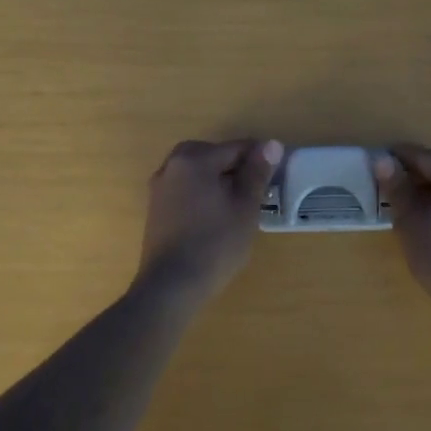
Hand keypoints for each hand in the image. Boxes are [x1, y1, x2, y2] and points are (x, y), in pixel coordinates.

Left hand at [137, 138, 282, 294]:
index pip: (236, 148)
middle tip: (256, 193)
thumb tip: (271, 144)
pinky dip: (202, 193)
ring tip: (238, 206)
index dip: (260, 160)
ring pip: (198, 172)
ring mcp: (159, 187)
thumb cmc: (215, 244)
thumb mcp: (245, 207)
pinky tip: (215, 217)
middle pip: (213, 155)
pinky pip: (185, 188)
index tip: (276, 177)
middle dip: (236, 168)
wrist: (171, 286)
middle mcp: (172, 165)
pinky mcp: (155, 208)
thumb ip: (257, 173)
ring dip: (218, 181)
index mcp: (194, 159)